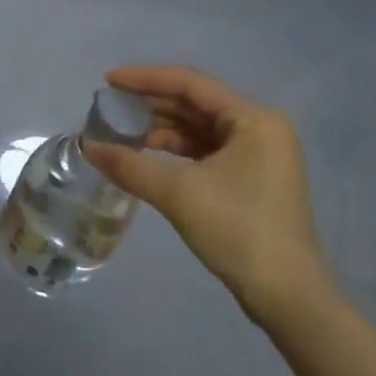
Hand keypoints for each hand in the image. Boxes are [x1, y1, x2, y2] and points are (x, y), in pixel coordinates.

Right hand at [82, 65, 330, 328]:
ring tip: (120, 131)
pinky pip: (206, 152)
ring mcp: (258, 156)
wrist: (287, 296)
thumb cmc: (238, 230)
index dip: (146, 79)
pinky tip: (146, 155)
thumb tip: (87, 147)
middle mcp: (260, 129)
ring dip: (160, 129)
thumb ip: (130, 165)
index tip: (109, 81)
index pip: (191, 84)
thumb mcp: (179, 193)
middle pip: (195, 104)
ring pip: (199, 129)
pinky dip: (175, 151)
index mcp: (254, 119)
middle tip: (109, 106)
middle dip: (151, 104)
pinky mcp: (250, 180)